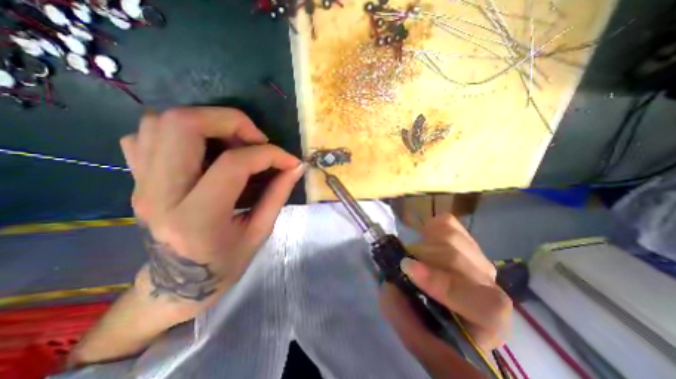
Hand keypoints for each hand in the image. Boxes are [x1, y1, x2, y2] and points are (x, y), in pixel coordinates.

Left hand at [119, 106, 304, 319]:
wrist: (176, 286)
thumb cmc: (224, 265)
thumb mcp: (259, 233)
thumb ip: (278, 194)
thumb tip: (296, 167)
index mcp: (197, 219)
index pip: (234, 164)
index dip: (270, 155)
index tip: (289, 161)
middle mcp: (160, 194)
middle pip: (183, 125)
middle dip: (230, 121)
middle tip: (256, 140)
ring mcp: (141, 183)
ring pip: (161, 121)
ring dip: (207, 122)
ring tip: (234, 144)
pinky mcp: (136, 179)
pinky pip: (146, 135)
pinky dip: (181, 132)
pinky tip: (205, 151)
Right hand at [382, 215, 509, 353]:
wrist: (435, 300)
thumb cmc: (426, 320)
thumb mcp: (409, 327)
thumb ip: (403, 314)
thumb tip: (396, 281)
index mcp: (485, 323)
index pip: (485, 305)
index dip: (444, 285)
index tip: (407, 268)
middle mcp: (489, 287)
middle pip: (458, 260)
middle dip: (422, 258)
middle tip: (404, 263)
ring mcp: (478, 259)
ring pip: (452, 238)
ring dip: (423, 245)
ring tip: (415, 256)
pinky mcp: (466, 240)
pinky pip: (448, 223)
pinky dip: (430, 227)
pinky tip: (425, 238)